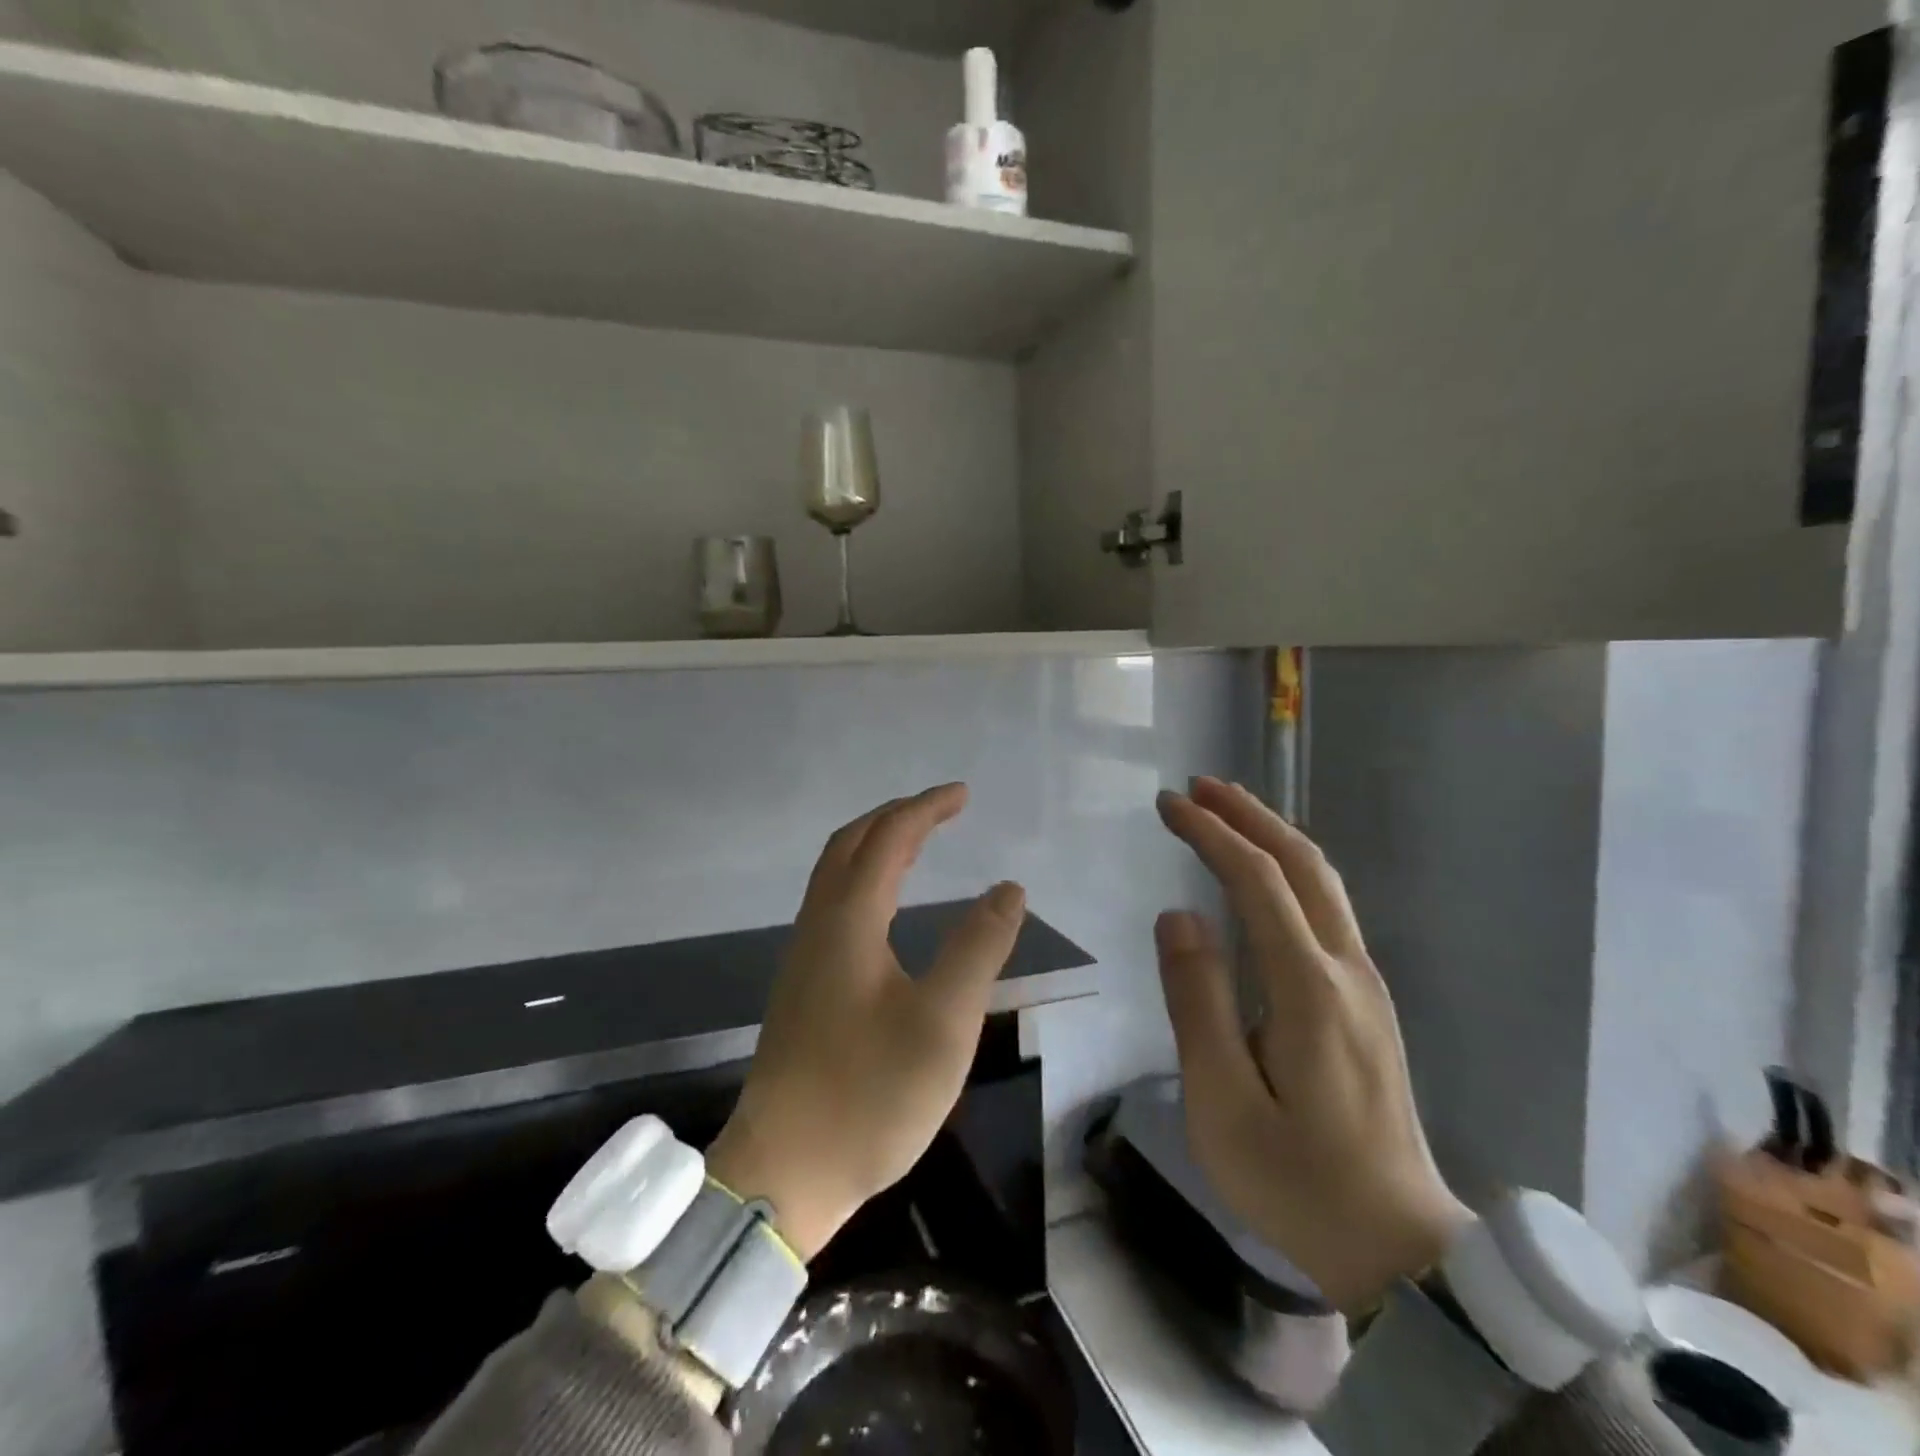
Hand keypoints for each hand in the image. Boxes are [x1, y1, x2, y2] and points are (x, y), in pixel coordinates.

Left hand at [707, 784, 1025, 1260]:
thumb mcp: (944, 1022)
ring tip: (918, 843)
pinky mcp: (802, 985)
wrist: (785, 1170)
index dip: (926, 809)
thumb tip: (1008, 888)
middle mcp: (819, 925)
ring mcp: (803, 956)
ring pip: (835, 873)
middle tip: (942, 809)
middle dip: (896, 816)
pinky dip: (863, 877)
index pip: (888, 838)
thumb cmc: (870, 1094)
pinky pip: (832, 902)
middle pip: (850, 844)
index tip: (963, 794)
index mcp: (849, 921)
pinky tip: (884, 905)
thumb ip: (978, 948)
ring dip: (875, 844)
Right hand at [1154, 777, 1471, 1314]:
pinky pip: (1328, 911)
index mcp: (1309, 989)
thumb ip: (1198, 1000)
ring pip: (1323, 884)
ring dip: (1274, 836)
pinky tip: (1265, 876)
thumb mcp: (1221, 1100)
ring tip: (1226, 812)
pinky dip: (1290, 871)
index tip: (1168, 805)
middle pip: (1303, 865)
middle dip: (1250, 815)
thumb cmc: (1295, 1179)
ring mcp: (1365, 986)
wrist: (1398, 1248)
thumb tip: (1180, 915)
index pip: (1258, 881)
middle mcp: (1347, 971)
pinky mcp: (1366, 1004)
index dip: (1211, 834)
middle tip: (1199, 787)